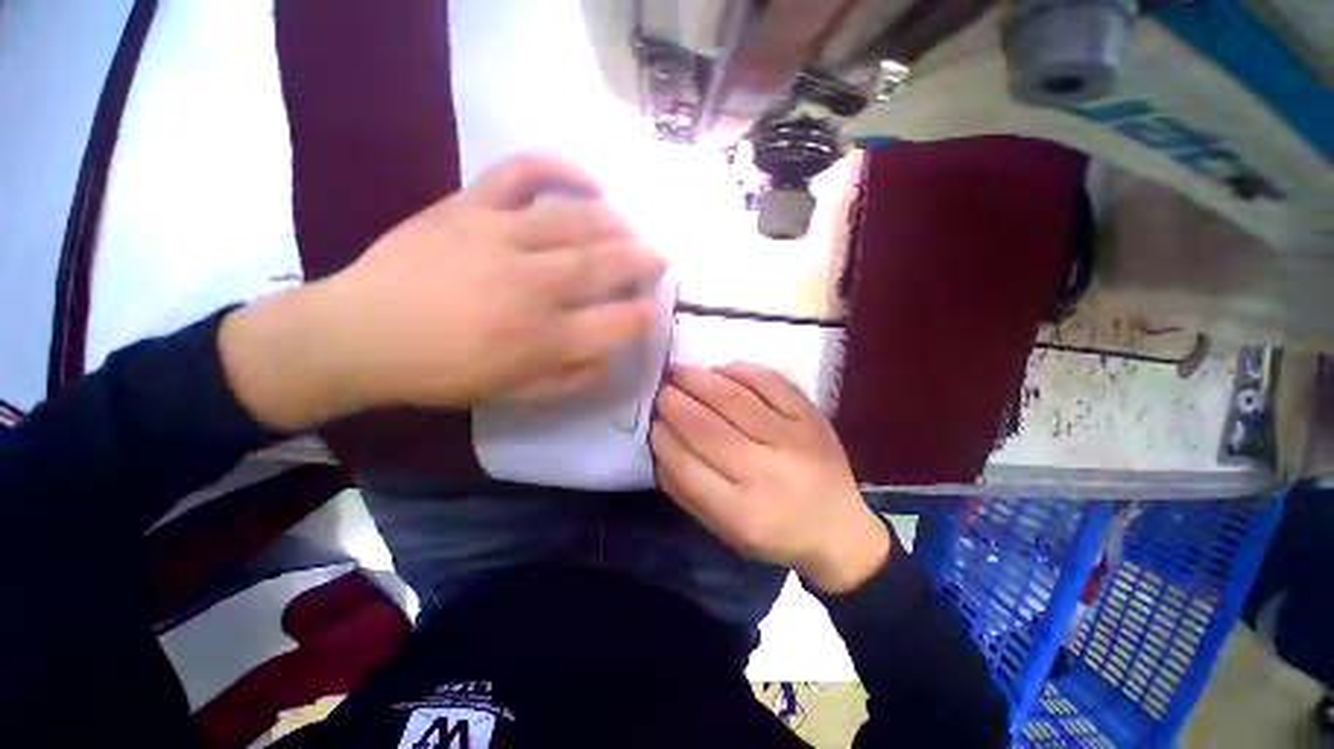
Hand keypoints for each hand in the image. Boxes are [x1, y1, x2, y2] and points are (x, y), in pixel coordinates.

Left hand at [221, 153, 664, 430]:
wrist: (359, 335)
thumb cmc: (444, 374)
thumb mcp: (517, 396)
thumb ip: (573, 377)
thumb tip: (612, 353)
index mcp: (544, 340)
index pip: (620, 322)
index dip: (645, 314)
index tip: (650, 309)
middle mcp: (532, 287)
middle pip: (609, 264)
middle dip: (646, 261)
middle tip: (659, 260)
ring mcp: (500, 238)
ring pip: (580, 220)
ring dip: (619, 225)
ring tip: (630, 232)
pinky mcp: (470, 206)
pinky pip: (524, 172)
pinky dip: (564, 169)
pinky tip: (591, 181)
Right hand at [651, 363, 890, 593]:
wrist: (840, 529)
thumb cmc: (774, 533)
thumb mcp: (724, 529)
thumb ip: (686, 491)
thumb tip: (659, 442)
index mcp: (741, 513)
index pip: (685, 465)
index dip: (661, 435)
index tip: (650, 419)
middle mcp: (766, 473)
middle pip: (707, 427)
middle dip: (674, 402)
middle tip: (659, 388)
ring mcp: (793, 440)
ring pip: (735, 399)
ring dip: (699, 380)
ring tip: (679, 371)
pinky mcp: (812, 418)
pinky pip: (771, 383)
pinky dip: (741, 370)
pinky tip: (721, 369)